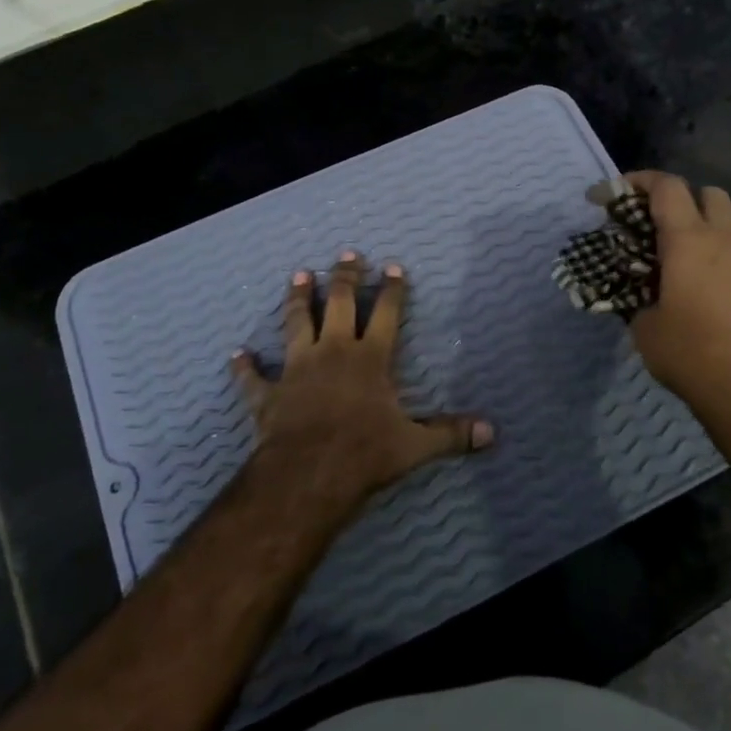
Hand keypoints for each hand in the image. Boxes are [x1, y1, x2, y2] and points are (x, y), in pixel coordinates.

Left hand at [232, 252, 493, 511]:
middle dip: (346, 278)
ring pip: (297, 323)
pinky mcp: (268, 394)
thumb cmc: (364, 454)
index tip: (393, 266)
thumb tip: (492, 433)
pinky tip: (238, 354)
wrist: (307, 476)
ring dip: (298, 299)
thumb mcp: (414, 446)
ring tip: (300, 274)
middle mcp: (333, 352)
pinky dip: (245, 366)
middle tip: (347, 255)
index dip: (392, 290)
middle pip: (341, 305)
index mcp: (370, 359)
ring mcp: (297, 369)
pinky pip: (254, 377)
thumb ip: (451, 435)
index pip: (387, 315)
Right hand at [624, 172, 730, 448]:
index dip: (636, 181)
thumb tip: (637, 290)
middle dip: (675, 196)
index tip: (610, 196)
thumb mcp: (644, 326)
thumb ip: (636, 295)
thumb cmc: (692, 355)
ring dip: (703, 216)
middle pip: (705, 191)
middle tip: (649, 221)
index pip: (666, 187)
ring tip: (679, 243)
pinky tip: (702, 271)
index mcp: (689, 241)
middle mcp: (723, 238)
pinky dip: (720, 241)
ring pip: (730, 214)